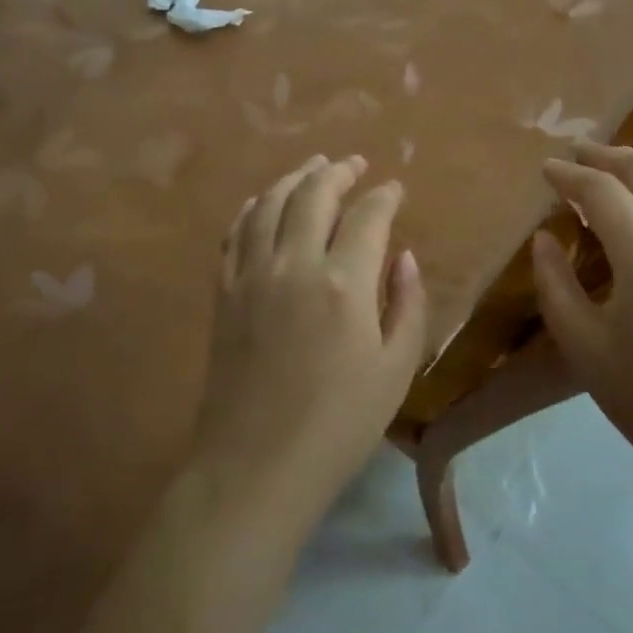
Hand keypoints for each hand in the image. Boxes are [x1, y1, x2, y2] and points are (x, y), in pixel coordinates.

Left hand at [196, 154, 428, 526]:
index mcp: (344, 283)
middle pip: (314, 194)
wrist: (255, 467)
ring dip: (295, 178)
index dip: (385, 196)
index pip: (368, 216)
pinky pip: (236, 233)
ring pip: (270, 204)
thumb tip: (404, 256)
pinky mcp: (224, 293)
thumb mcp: (396, 371)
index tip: (395, 189)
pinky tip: (264, 201)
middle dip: (338, 172)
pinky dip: (253, 207)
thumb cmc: (338, 425)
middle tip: (354, 164)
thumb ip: (407, 304)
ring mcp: (252, 275)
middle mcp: (295, 264)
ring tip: (313, 166)